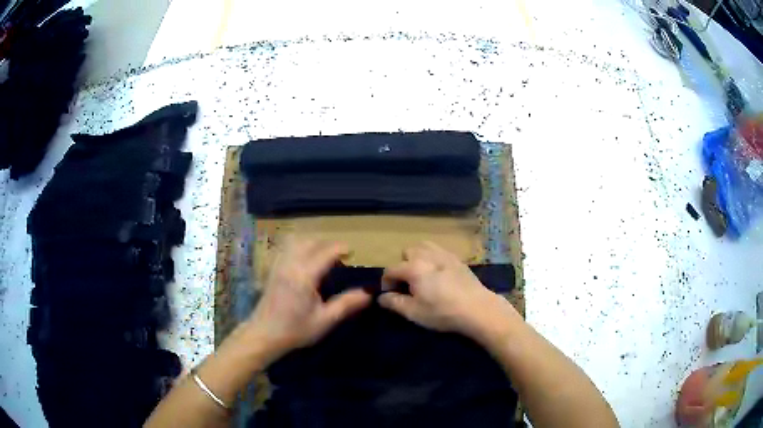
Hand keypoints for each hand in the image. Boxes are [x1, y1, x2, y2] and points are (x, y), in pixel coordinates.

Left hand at [244, 239, 371, 361]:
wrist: (264, 335)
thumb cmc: (295, 330)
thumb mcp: (324, 320)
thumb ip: (346, 304)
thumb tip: (368, 293)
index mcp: (304, 276)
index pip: (326, 252)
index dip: (341, 249)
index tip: (353, 253)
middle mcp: (290, 265)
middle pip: (311, 242)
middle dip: (328, 244)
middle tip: (340, 257)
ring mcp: (278, 265)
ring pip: (296, 241)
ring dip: (312, 243)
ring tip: (322, 257)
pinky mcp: (272, 269)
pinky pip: (286, 248)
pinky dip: (298, 247)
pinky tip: (304, 261)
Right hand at [379, 241, 519, 339]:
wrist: (477, 309)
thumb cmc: (442, 312)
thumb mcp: (414, 312)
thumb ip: (394, 303)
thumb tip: (381, 297)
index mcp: (413, 268)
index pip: (390, 270)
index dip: (386, 283)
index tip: (390, 296)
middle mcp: (427, 255)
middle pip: (407, 252)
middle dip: (402, 266)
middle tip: (408, 285)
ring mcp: (444, 255)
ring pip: (423, 247)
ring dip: (418, 258)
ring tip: (422, 276)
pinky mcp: (457, 259)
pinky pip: (439, 251)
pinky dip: (433, 259)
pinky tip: (438, 275)